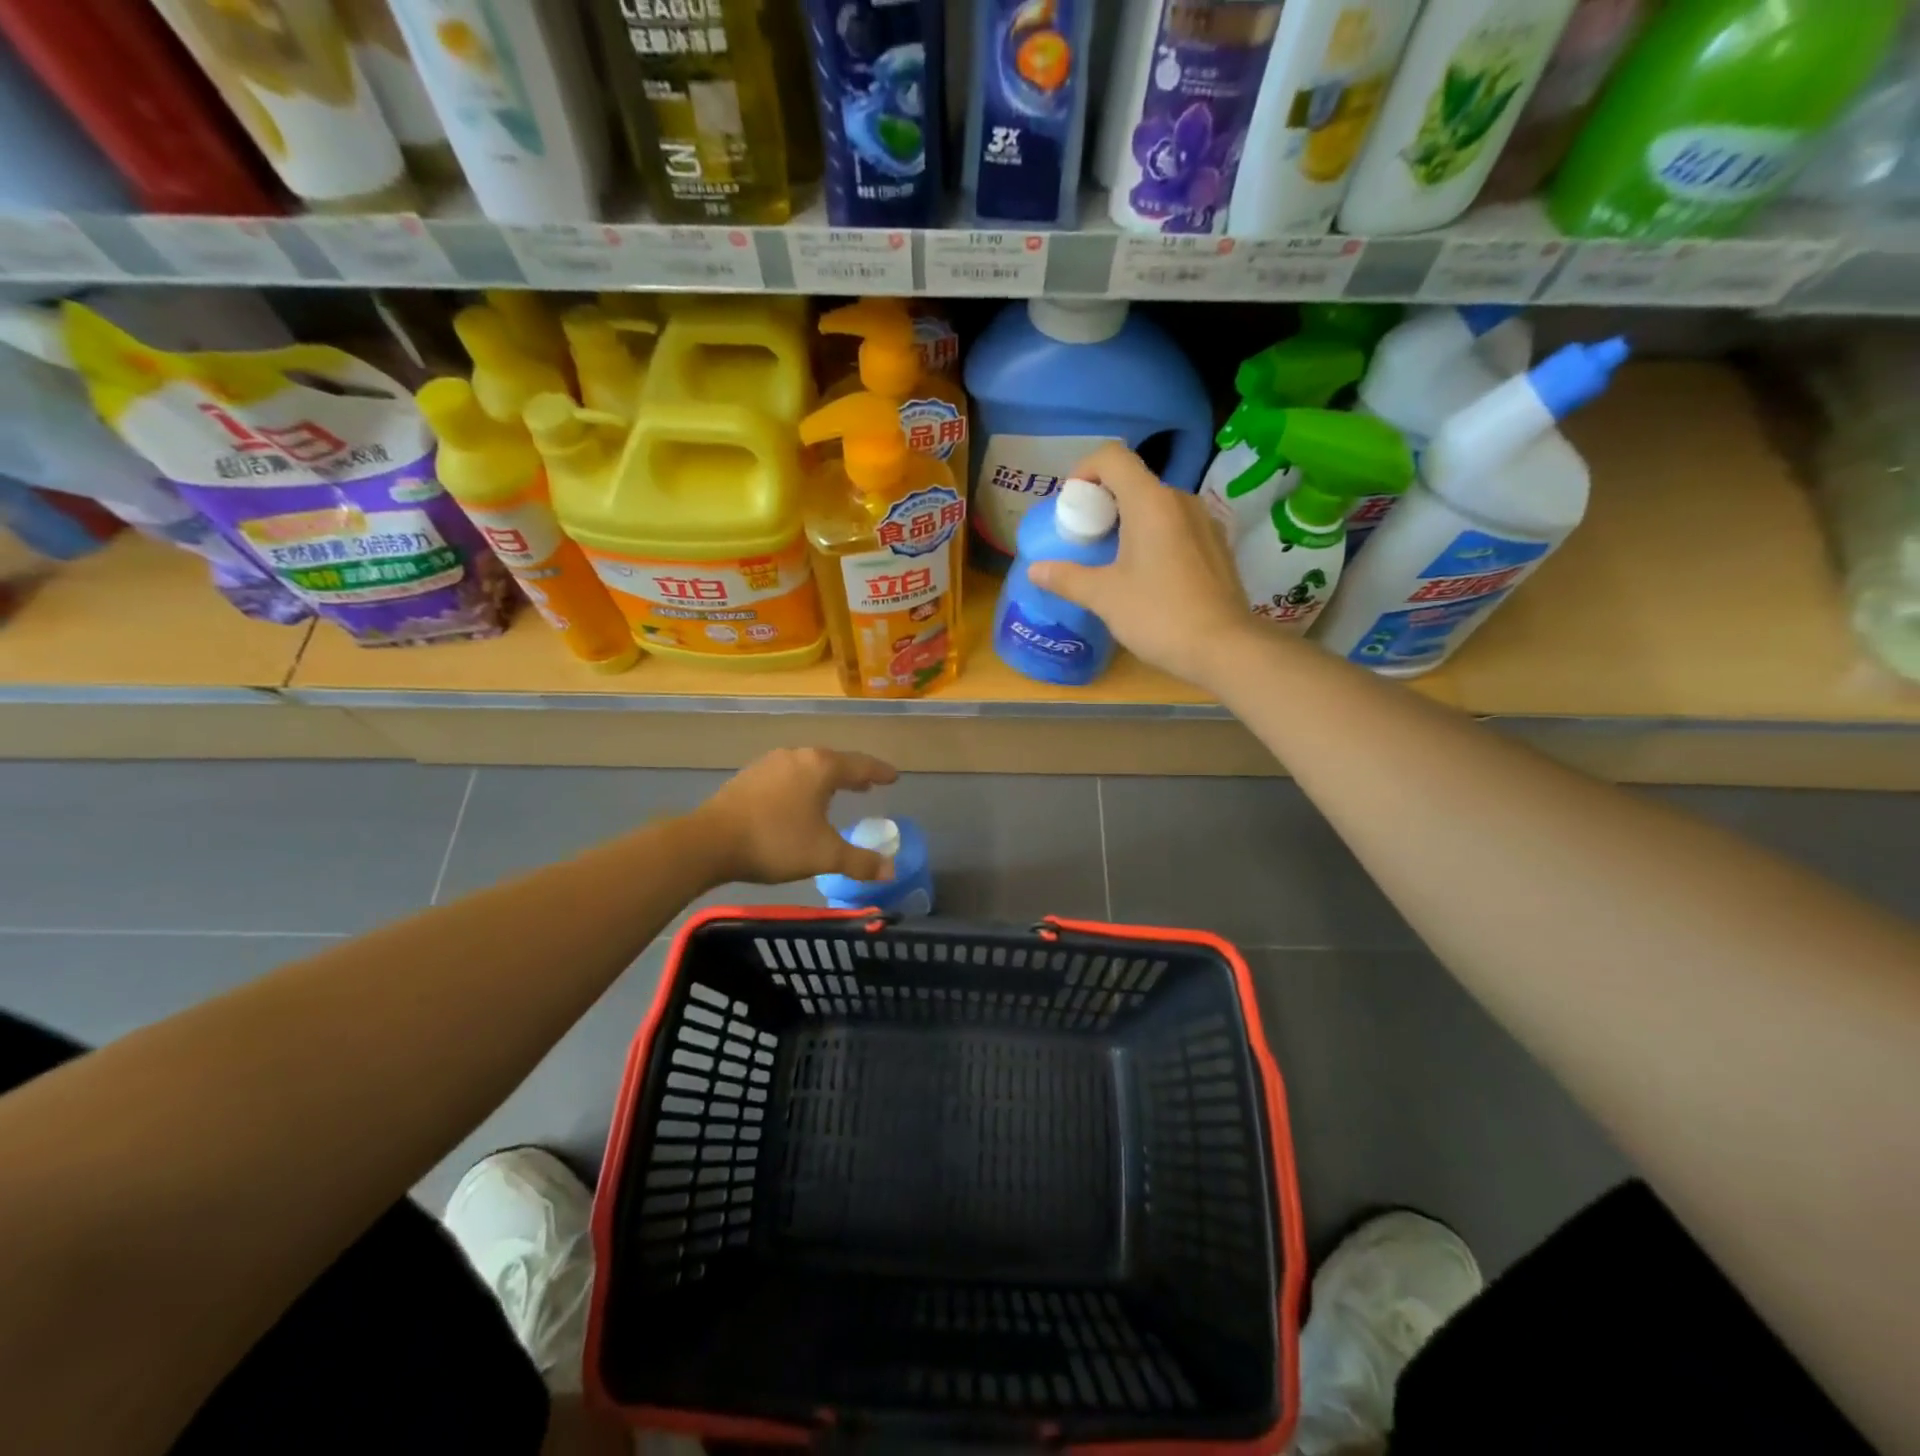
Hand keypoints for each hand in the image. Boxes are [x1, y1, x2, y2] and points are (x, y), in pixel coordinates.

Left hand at [693, 748, 899, 885]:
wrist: (710, 842)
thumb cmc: (776, 842)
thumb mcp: (824, 855)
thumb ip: (860, 862)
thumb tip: (890, 871)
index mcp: (821, 767)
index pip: (860, 765)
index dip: (880, 772)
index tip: (894, 776)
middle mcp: (797, 757)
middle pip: (833, 761)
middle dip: (852, 774)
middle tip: (868, 785)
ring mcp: (769, 764)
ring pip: (807, 767)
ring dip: (825, 779)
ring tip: (835, 792)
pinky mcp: (748, 776)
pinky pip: (786, 775)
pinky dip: (801, 784)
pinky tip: (797, 801)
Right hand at [1028, 443, 1257, 689]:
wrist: (1224, 648)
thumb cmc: (1159, 615)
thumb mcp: (1104, 597)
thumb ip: (1067, 578)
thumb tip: (1034, 569)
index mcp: (1151, 502)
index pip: (1112, 456)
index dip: (1084, 470)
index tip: (1071, 506)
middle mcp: (1181, 500)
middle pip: (1133, 481)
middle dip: (1103, 502)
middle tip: (1085, 540)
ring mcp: (1204, 522)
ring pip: (1157, 505)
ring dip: (1129, 521)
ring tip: (1113, 560)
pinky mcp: (1217, 546)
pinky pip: (1177, 526)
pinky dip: (1154, 537)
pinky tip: (1147, 577)